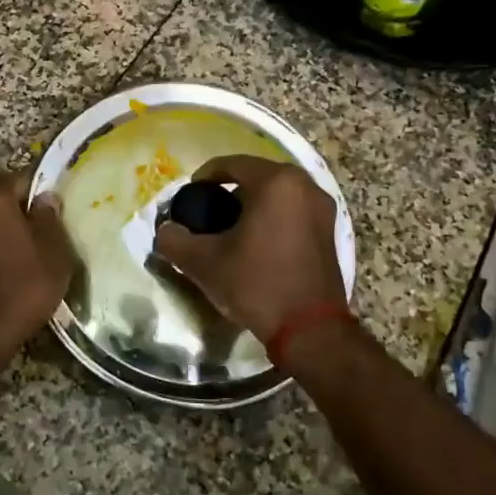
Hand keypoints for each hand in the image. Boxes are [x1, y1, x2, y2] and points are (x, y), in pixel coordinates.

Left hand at [0, 170, 74, 359]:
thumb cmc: (20, 288)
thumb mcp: (53, 254)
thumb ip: (50, 219)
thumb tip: (46, 198)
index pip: (23, 179)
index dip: (43, 192)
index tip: (58, 211)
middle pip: (0, 199)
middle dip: (22, 212)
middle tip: (47, 234)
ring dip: (4, 232)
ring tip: (28, 254)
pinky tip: (6, 270)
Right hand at [153, 155, 345, 342]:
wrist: (310, 330)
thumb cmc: (257, 284)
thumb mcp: (204, 262)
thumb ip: (174, 240)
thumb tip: (165, 231)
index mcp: (276, 182)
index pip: (232, 164)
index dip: (205, 176)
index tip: (190, 195)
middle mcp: (305, 186)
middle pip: (257, 176)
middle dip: (230, 191)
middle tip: (207, 213)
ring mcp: (323, 209)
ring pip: (278, 195)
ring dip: (253, 205)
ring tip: (230, 230)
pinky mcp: (330, 232)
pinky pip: (293, 212)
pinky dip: (273, 218)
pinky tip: (256, 244)